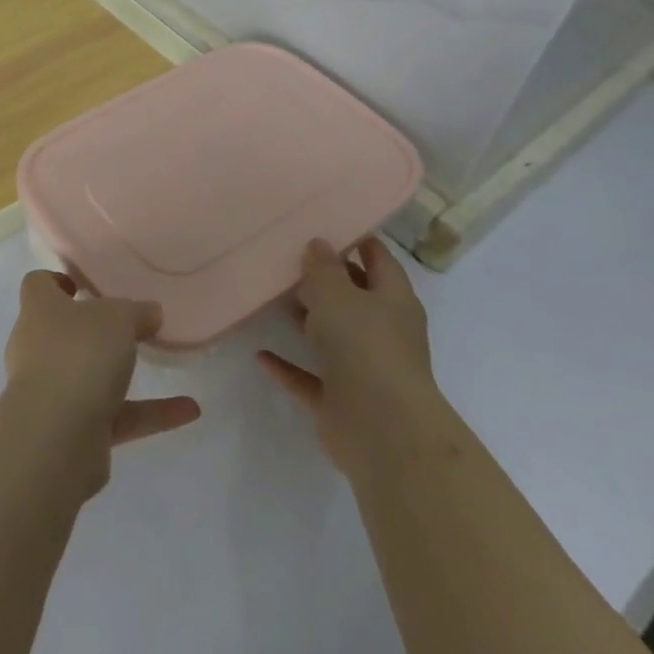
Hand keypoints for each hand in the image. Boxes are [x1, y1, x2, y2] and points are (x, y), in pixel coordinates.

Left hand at [2, 270, 200, 497]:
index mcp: (39, 310)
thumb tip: (149, 312)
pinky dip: (148, 413)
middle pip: (61, 330)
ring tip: (164, 363)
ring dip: (124, 372)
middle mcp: (37, 347)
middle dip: (93, 330)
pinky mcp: (71, 431)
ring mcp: (51, 392)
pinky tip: (187, 410)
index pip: (37, 285)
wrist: (56, 436)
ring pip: (88, 375)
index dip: (57, 280)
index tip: (85, 285)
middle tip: (129, 325)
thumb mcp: (118, 318)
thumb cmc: (80, 354)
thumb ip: (137, 312)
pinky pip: (114, 415)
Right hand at [257, 236, 439, 476]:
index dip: (357, 240)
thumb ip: (323, 268)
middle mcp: (383, 332)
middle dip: (325, 280)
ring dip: (306, 320)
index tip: (326, 222)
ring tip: (271, 297)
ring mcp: (364, 369)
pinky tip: (260, 354)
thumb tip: (319, 244)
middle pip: (354, 298)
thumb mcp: (337, 294)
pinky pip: (310, 377)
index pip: (379, 259)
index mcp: (393, 300)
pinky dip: (288, 366)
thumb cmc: (364, 347)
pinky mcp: (342, 401)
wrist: (382, 431)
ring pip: (332, 336)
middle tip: (286, 257)